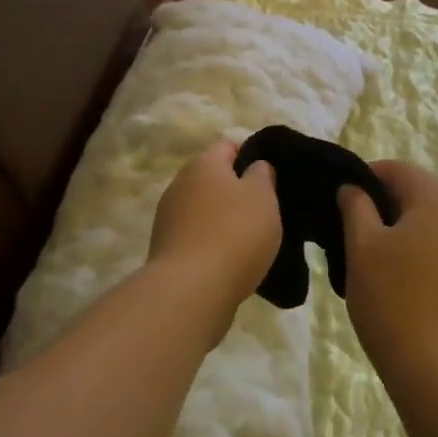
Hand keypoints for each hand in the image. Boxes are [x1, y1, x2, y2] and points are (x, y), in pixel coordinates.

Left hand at [147, 141, 280, 317]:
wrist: (191, 291)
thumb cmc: (234, 233)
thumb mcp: (262, 197)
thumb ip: (262, 174)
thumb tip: (254, 167)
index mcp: (203, 164)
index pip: (228, 145)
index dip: (251, 154)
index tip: (271, 175)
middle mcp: (180, 184)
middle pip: (213, 177)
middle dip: (237, 189)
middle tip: (265, 207)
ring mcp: (168, 217)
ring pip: (204, 208)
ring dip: (224, 217)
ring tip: (250, 238)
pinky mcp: (166, 248)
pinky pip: (196, 235)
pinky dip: (212, 241)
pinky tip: (230, 259)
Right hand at [339, 161, 437, 388]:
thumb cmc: (393, 301)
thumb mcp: (362, 248)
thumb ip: (355, 207)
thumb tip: (353, 188)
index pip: (399, 169)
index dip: (366, 177)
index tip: (342, 200)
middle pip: (420, 193)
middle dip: (386, 204)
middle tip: (353, 230)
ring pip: (434, 222)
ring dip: (405, 228)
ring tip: (375, 257)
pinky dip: (424, 251)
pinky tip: (403, 279)